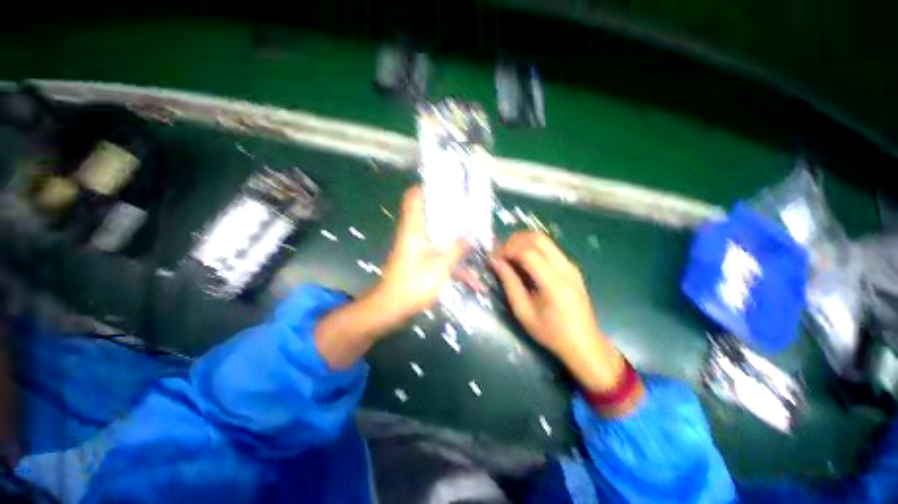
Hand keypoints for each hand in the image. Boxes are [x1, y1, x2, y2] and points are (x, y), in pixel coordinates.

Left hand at [371, 186, 467, 322]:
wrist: (392, 308)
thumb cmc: (413, 285)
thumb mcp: (439, 267)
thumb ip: (456, 249)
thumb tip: (470, 234)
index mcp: (414, 228)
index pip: (413, 197)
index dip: (427, 187)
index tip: (448, 186)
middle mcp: (414, 233)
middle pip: (430, 213)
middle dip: (451, 211)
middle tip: (471, 210)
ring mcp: (418, 247)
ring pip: (438, 234)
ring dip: (456, 237)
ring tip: (477, 239)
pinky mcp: (421, 260)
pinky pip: (440, 253)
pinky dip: (454, 261)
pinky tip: (472, 280)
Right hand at [491, 232, 625, 391]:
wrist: (585, 344)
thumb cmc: (551, 333)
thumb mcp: (523, 312)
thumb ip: (509, 283)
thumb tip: (495, 261)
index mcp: (554, 283)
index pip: (528, 252)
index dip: (508, 249)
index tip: (494, 258)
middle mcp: (566, 268)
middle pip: (538, 238)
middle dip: (514, 240)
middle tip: (501, 253)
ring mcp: (571, 265)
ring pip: (544, 239)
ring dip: (523, 242)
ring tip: (509, 255)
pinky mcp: (571, 267)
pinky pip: (549, 248)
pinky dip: (532, 247)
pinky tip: (523, 261)